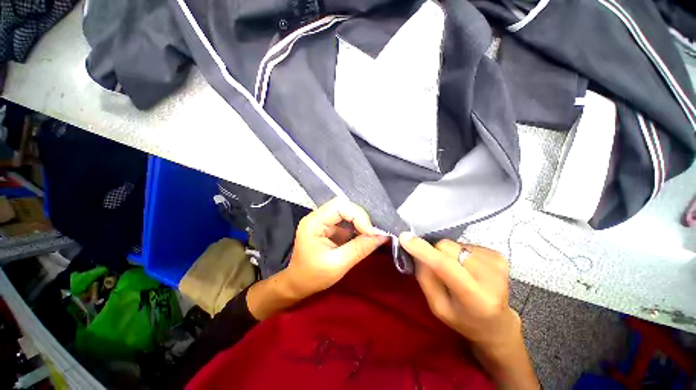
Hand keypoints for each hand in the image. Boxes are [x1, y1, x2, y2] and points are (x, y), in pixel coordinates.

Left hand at [284, 198, 388, 299]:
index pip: (339, 207)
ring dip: (361, 223)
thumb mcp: (337, 264)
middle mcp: (318, 216)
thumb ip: (360, 248)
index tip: (372, 233)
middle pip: (344, 206)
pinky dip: (358, 228)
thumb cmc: (313, 277)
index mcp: (314, 222)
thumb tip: (382, 236)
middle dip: (361, 218)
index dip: (358, 216)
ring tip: (371, 235)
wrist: (299, 284)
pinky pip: (347, 221)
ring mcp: (324, 221)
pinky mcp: (330, 227)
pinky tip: (364, 237)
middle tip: (373, 233)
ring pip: (347, 212)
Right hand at [399, 234, 537, 388]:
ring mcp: (497, 263)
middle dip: (434, 253)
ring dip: (447, 254)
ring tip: (456, 271)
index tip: (404, 238)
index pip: (445, 266)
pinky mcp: (498, 254)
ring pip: (453, 244)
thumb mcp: (438, 307)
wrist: (497, 323)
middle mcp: (491, 277)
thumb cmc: (463, 319)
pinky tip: (466, 268)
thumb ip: (425, 278)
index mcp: (475, 298)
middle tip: (438, 269)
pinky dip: (458, 253)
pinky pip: (463, 244)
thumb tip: (417, 250)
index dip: (423, 250)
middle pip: (446, 248)